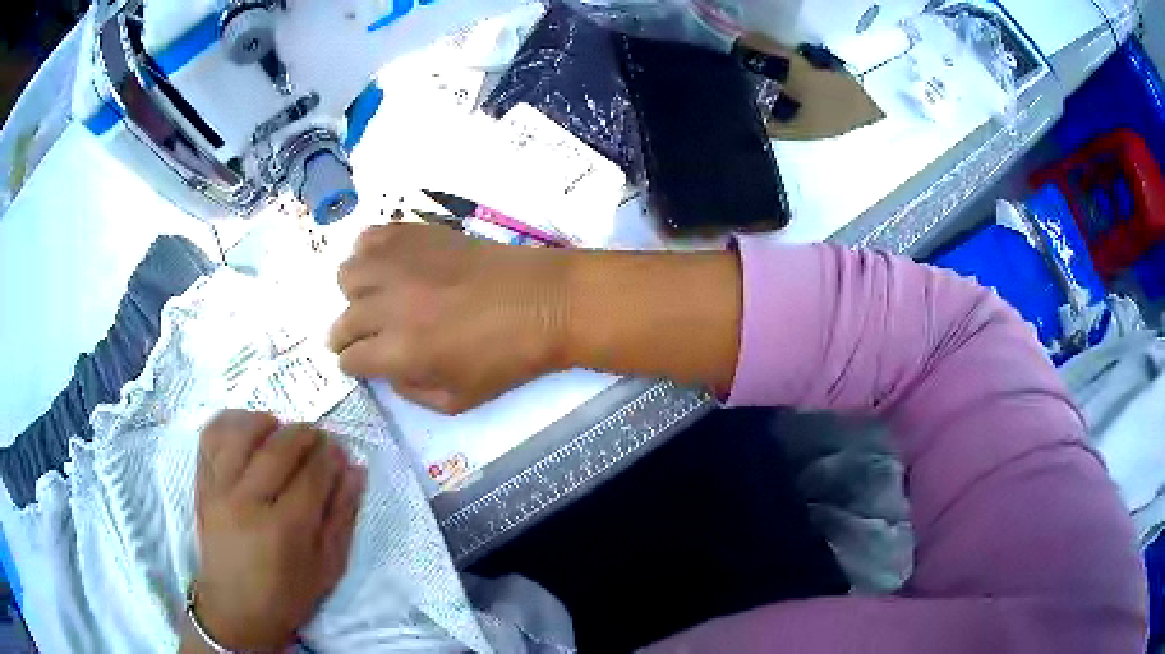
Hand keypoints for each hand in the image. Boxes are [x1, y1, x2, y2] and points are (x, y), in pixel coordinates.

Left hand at [186, 411, 365, 651]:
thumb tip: (355, 470)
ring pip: (240, 435)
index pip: (311, 476)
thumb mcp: (327, 568)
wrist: (234, 610)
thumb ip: (341, 517)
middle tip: (317, 436)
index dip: (329, 457)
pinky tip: (245, 427)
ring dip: (265, 422)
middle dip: (304, 434)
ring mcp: (219, 491)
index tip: (339, 450)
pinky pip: (210, 438)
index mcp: (284, 530)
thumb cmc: (287, 596)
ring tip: (279, 428)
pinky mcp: (201, 486)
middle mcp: (247, 503)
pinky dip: (228, 422)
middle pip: (277, 450)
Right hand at [329, 224, 572, 413]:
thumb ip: (410, 392)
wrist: (545, 302)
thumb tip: (387, 372)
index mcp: (399, 351)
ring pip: (348, 274)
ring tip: (376, 299)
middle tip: (368, 339)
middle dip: (348, 336)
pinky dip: (371, 252)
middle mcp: (389, 305)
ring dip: (356, 293)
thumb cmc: (507, 358)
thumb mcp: (457, 400)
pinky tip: (389, 266)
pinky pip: (372, 236)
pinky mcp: (418, 235)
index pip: (350, 359)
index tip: (365, 364)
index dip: (355, 365)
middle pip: (343, 320)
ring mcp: (401, 264)